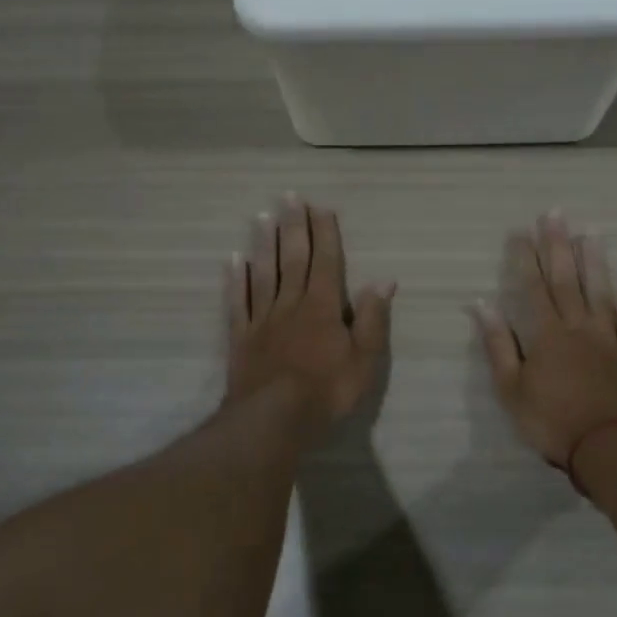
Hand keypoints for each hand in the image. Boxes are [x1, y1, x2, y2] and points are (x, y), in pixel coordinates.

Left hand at [225, 195, 394, 424]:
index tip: (321, 207)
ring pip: (263, 273)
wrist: (273, 420)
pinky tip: (233, 259)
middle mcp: (291, 304)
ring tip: (261, 216)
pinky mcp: (241, 337)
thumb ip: (373, 318)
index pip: (326, 261)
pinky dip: (235, 279)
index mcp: (323, 307)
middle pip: (293, 258)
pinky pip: (238, 302)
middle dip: (293, 226)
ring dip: (264, 243)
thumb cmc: (327, 391)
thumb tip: (384, 280)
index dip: (325, 233)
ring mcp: (263, 319)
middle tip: (288, 196)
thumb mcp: (364, 359)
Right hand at [473, 211, 616, 466]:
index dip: (525, 258)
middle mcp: (579, 327)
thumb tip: (482, 304)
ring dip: (595, 261)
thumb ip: (499, 344)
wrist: (609, 450)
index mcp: (546, 334)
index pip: (532, 287)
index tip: (520, 231)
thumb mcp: (511, 388)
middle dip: (558, 245)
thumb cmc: (551, 421)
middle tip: (556, 214)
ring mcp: (609, 339)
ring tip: (591, 232)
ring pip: (601, 292)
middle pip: (567, 279)